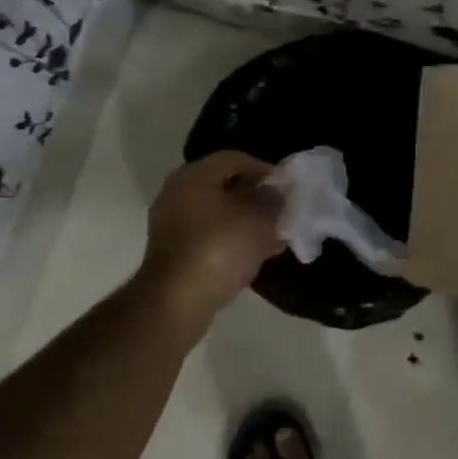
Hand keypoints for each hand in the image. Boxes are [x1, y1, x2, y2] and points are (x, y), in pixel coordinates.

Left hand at [140, 151, 285, 324]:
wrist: (178, 300)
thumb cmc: (220, 248)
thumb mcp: (258, 219)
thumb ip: (272, 200)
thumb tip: (275, 193)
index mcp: (194, 176)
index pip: (233, 158)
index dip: (263, 168)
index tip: (286, 186)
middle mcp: (177, 193)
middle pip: (223, 185)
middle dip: (255, 197)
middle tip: (280, 210)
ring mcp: (172, 223)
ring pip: (217, 213)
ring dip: (245, 220)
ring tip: (273, 234)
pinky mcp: (174, 251)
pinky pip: (209, 235)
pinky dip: (231, 239)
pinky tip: (254, 253)